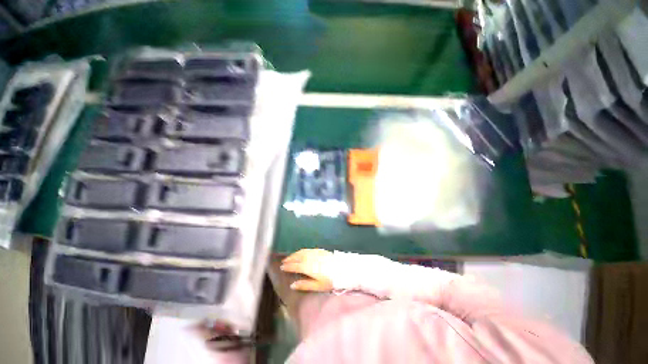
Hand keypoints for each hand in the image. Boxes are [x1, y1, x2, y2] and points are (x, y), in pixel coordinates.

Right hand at [280, 249, 333, 291]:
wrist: (342, 269)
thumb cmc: (330, 280)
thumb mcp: (318, 286)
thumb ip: (304, 285)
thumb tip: (292, 285)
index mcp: (308, 267)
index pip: (295, 266)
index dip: (288, 266)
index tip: (282, 267)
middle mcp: (310, 258)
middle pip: (297, 257)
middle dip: (290, 259)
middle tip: (283, 261)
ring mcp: (315, 253)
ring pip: (302, 252)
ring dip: (295, 254)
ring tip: (290, 257)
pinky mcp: (320, 250)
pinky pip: (308, 249)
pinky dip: (302, 251)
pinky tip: (301, 253)